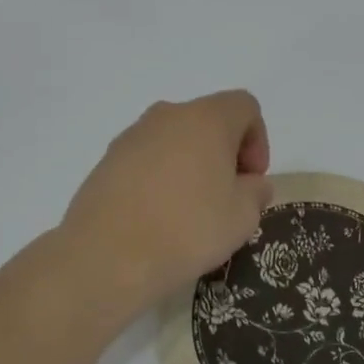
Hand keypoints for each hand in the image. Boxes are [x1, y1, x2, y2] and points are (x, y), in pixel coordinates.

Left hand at [60, 91, 273, 314]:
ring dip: (190, 166)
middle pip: (207, 121)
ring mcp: (132, 136)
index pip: (244, 106)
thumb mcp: (243, 216)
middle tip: (226, 196)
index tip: (252, 180)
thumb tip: (251, 184)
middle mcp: (167, 116)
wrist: (108, 256)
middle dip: (223, 153)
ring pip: (174, 140)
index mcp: (207, 119)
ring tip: (190, 211)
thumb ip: (256, 192)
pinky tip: (158, 217)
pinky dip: (159, 179)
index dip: (258, 140)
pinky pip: (146, 160)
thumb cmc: (188, 230)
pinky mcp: (106, 161)